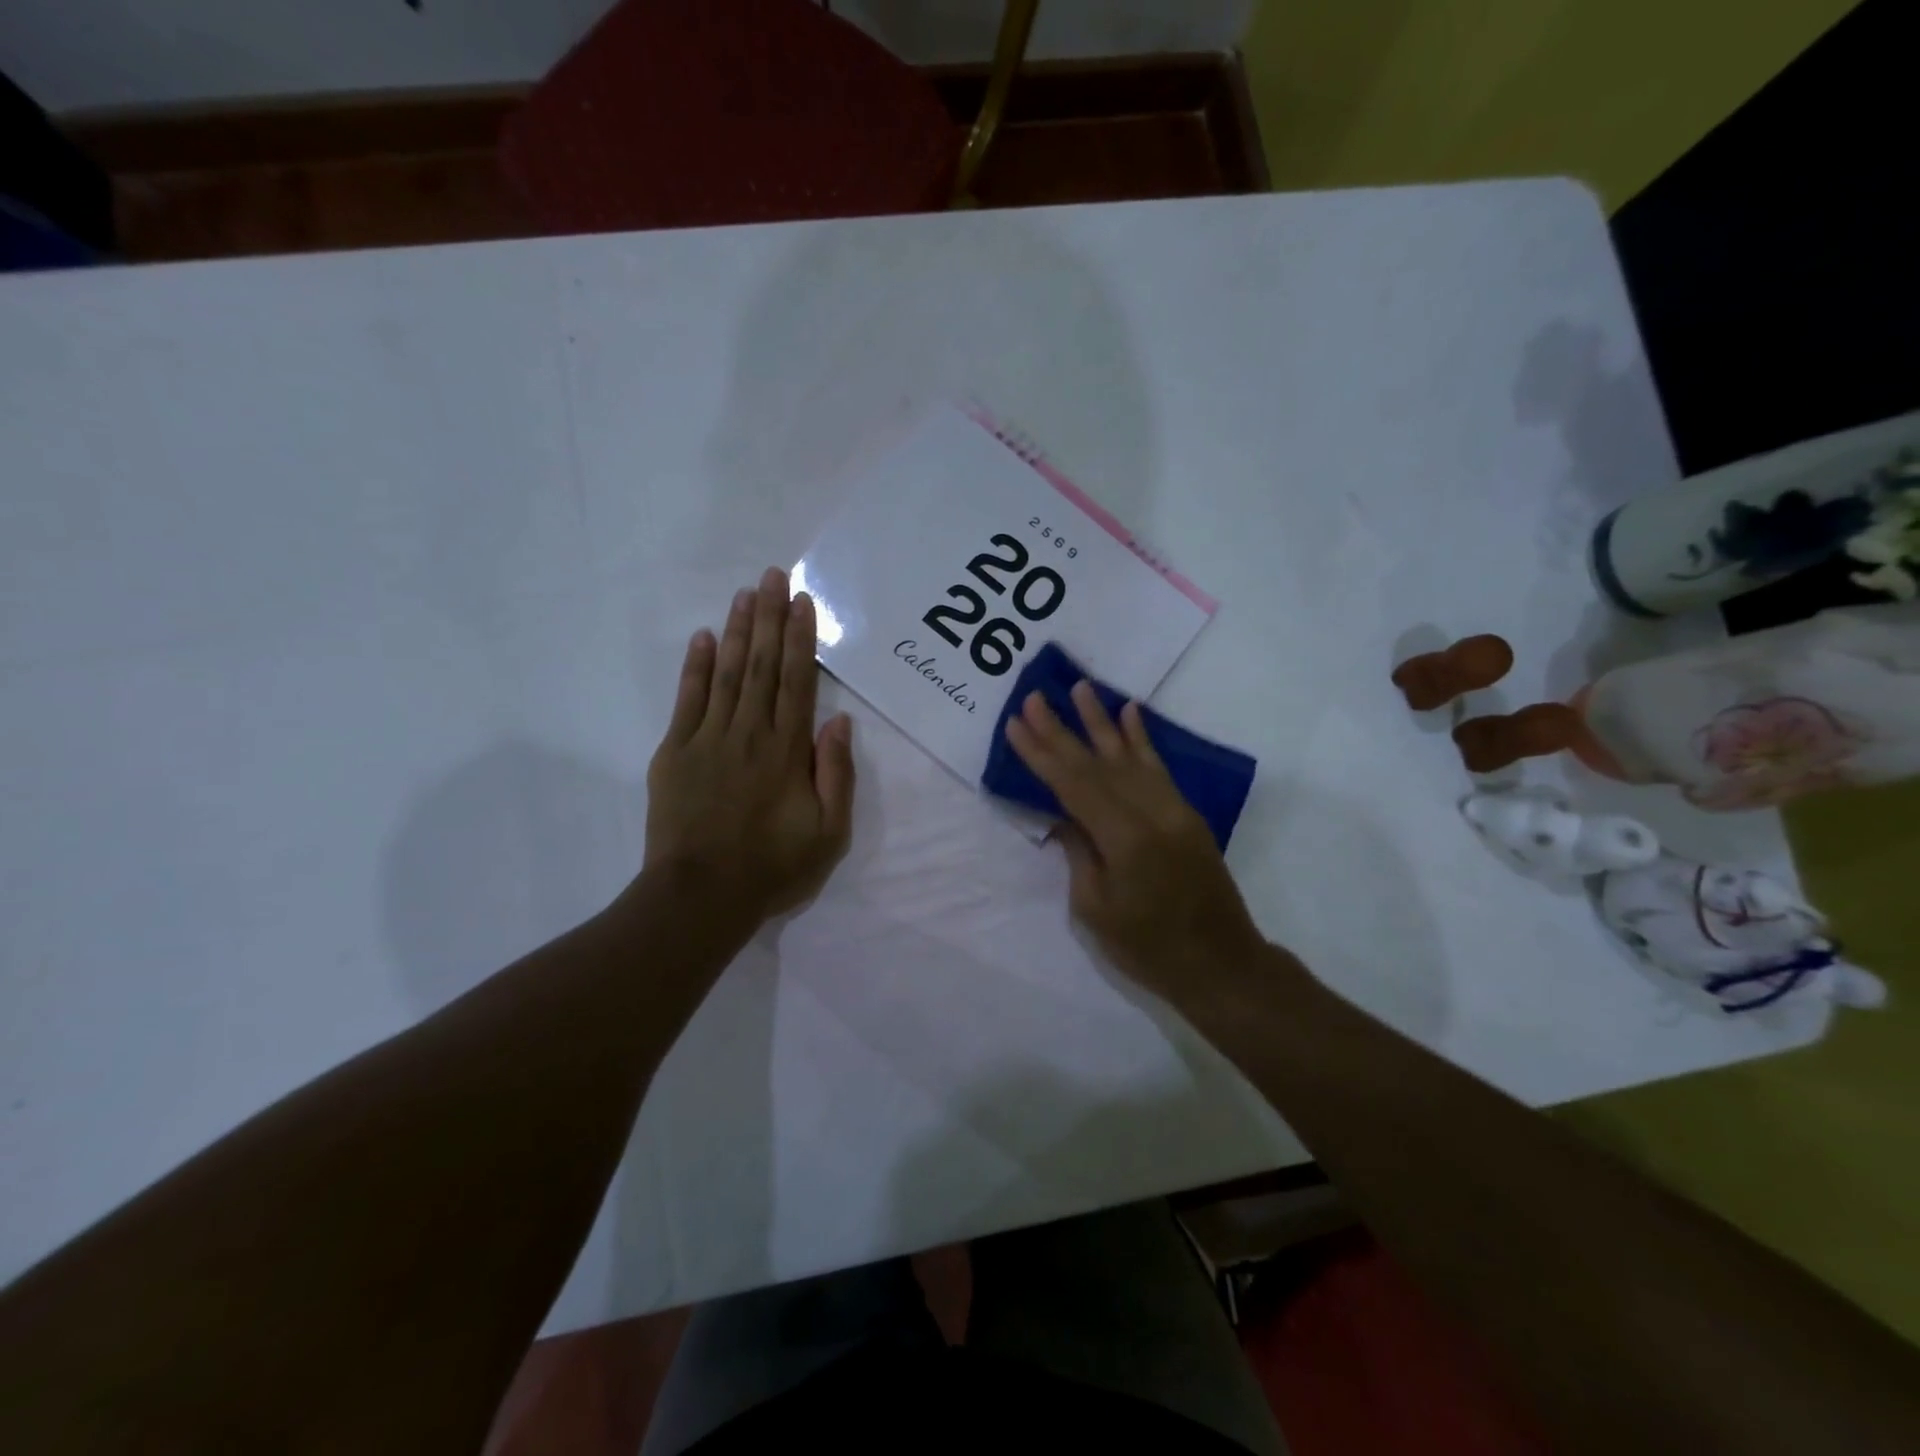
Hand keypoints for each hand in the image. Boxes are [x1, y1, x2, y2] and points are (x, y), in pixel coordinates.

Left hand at [644, 567, 854, 922]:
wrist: (701, 896)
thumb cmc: (773, 868)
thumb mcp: (829, 833)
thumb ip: (837, 774)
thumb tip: (839, 721)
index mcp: (788, 751)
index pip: (798, 682)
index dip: (801, 639)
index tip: (801, 602)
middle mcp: (750, 733)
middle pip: (763, 666)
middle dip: (769, 618)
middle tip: (772, 576)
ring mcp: (708, 740)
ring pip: (728, 674)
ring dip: (738, 631)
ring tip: (744, 594)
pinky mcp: (675, 753)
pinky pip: (688, 701)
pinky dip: (696, 668)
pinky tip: (703, 638)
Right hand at [1005, 682, 1264, 1005]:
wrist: (1221, 964)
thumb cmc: (1149, 949)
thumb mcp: (1095, 908)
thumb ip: (1079, 852)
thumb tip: (1064, 815)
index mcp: (1124, 839)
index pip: (1073, 785)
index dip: (1042, 754)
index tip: (1015, 724)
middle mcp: (1151, 813)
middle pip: (1097, 764)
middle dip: (1061, 730)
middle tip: (1034, 697)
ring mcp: (1173, 810)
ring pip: (1130, 756)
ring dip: (1101, 721)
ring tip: (1080, 687)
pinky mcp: (1186, 814)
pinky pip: (1159, 768)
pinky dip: (1142, 739)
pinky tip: (1130, 714)